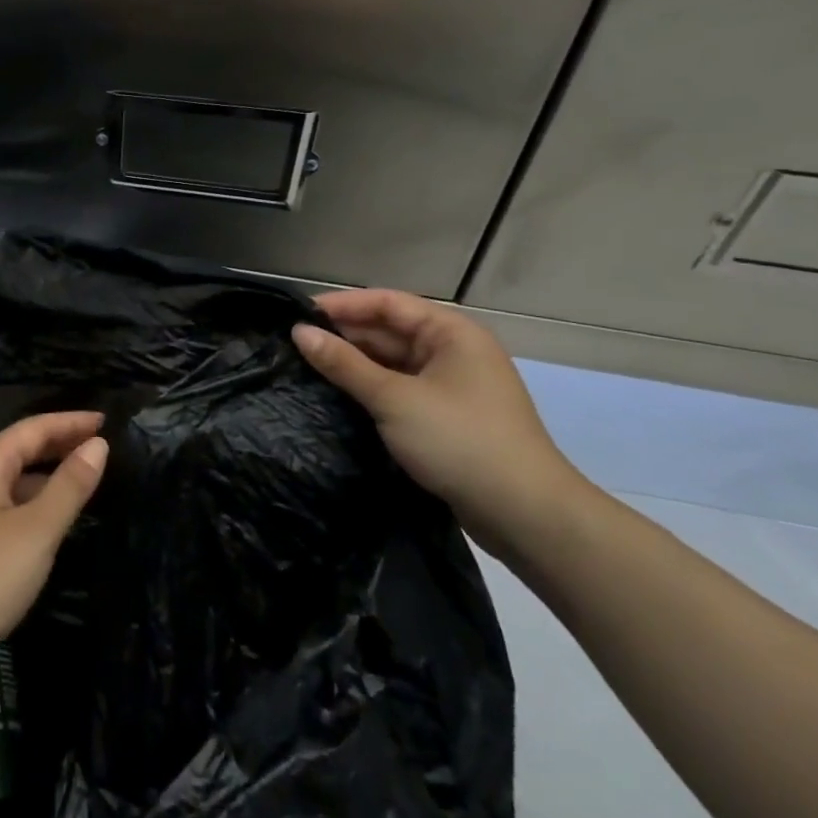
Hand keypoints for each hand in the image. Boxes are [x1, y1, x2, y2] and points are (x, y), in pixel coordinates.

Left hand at [0, 411, 107, 678]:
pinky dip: (29, 501)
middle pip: (18, 449)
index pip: (33, 428)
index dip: (70, 422)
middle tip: (99, 445)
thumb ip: (68, 486)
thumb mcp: (35, 532)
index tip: (105, 419)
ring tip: (81, 480)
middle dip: (58, 444)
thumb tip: (97, 445)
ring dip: (44, 475)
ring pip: (9, 480)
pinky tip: (45, 522)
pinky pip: (0, 505)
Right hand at [292, 290, 588, 560]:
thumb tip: (299, 332)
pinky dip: (370, 389)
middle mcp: (454, 350)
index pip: (386, 302)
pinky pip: (400, 389)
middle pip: (389, 330)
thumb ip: (343, 364)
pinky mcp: (447, 416)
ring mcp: (452, 385)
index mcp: (451, 332)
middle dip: (344, 335)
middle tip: (293, 345)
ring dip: (355, 364)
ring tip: (305, 368)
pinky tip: (338, 396)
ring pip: (393, 362)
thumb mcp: (393, 399)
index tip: (296, 314)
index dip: (341, 305)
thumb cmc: (459, 441)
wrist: (524, 514)